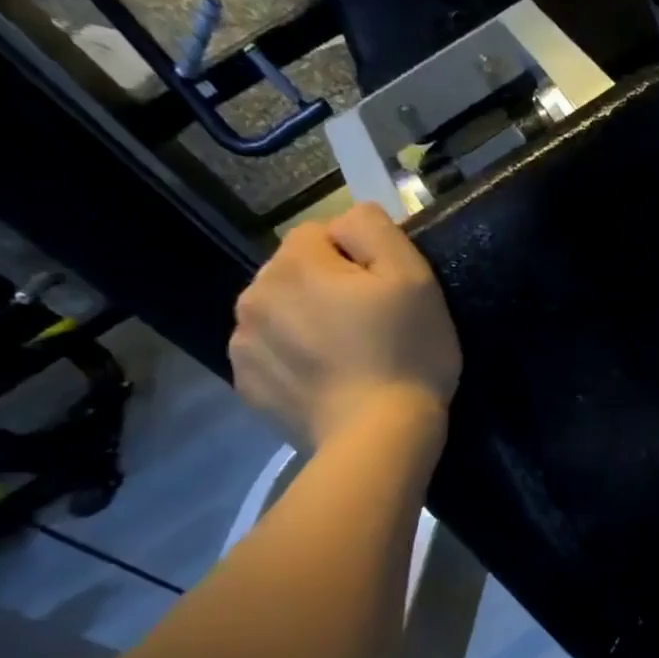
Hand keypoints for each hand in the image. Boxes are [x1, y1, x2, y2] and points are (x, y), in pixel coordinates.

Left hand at [230, 203, 460, 451]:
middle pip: (295, 272)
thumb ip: (376, 230)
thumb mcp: (415, 278)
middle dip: (327, 288)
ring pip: (280, 312)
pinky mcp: (247, 384)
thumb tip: (349, 220)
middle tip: (371, 326)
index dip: (359, 258)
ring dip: (306, 322)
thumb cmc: (407, 353)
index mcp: (295, 264)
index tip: (385, 294)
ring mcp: (244, 343)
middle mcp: (254, 295)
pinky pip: (271, 354)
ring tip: (348, 357)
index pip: (321, 233)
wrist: (379, 437)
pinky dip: (294, 360)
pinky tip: (328, 381)